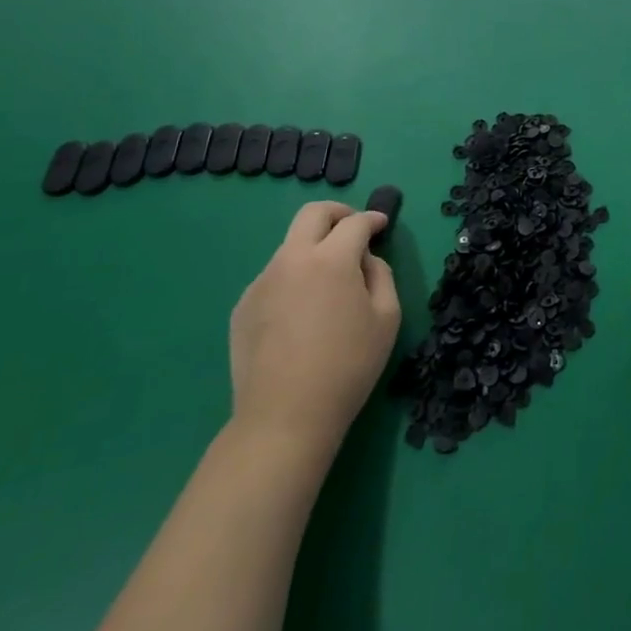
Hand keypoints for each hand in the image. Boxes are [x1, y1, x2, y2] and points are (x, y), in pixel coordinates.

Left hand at [230, 201, 399, 454]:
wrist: (284, 417)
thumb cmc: (348, 366)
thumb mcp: (386, 318)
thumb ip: (381, 275)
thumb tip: (365, 260)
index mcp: (331, 259)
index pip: (355, 223)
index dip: (372, 219)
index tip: (382, 224)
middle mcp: (292, 259)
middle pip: (312, 214)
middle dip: (338, 213)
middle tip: (353, 229)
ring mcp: (262, 281)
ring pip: (291, 247)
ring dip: (314, 250)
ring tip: (329, 284)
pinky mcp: (243, 306)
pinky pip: (275, 278)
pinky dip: (294, 279)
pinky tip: (302, 314)